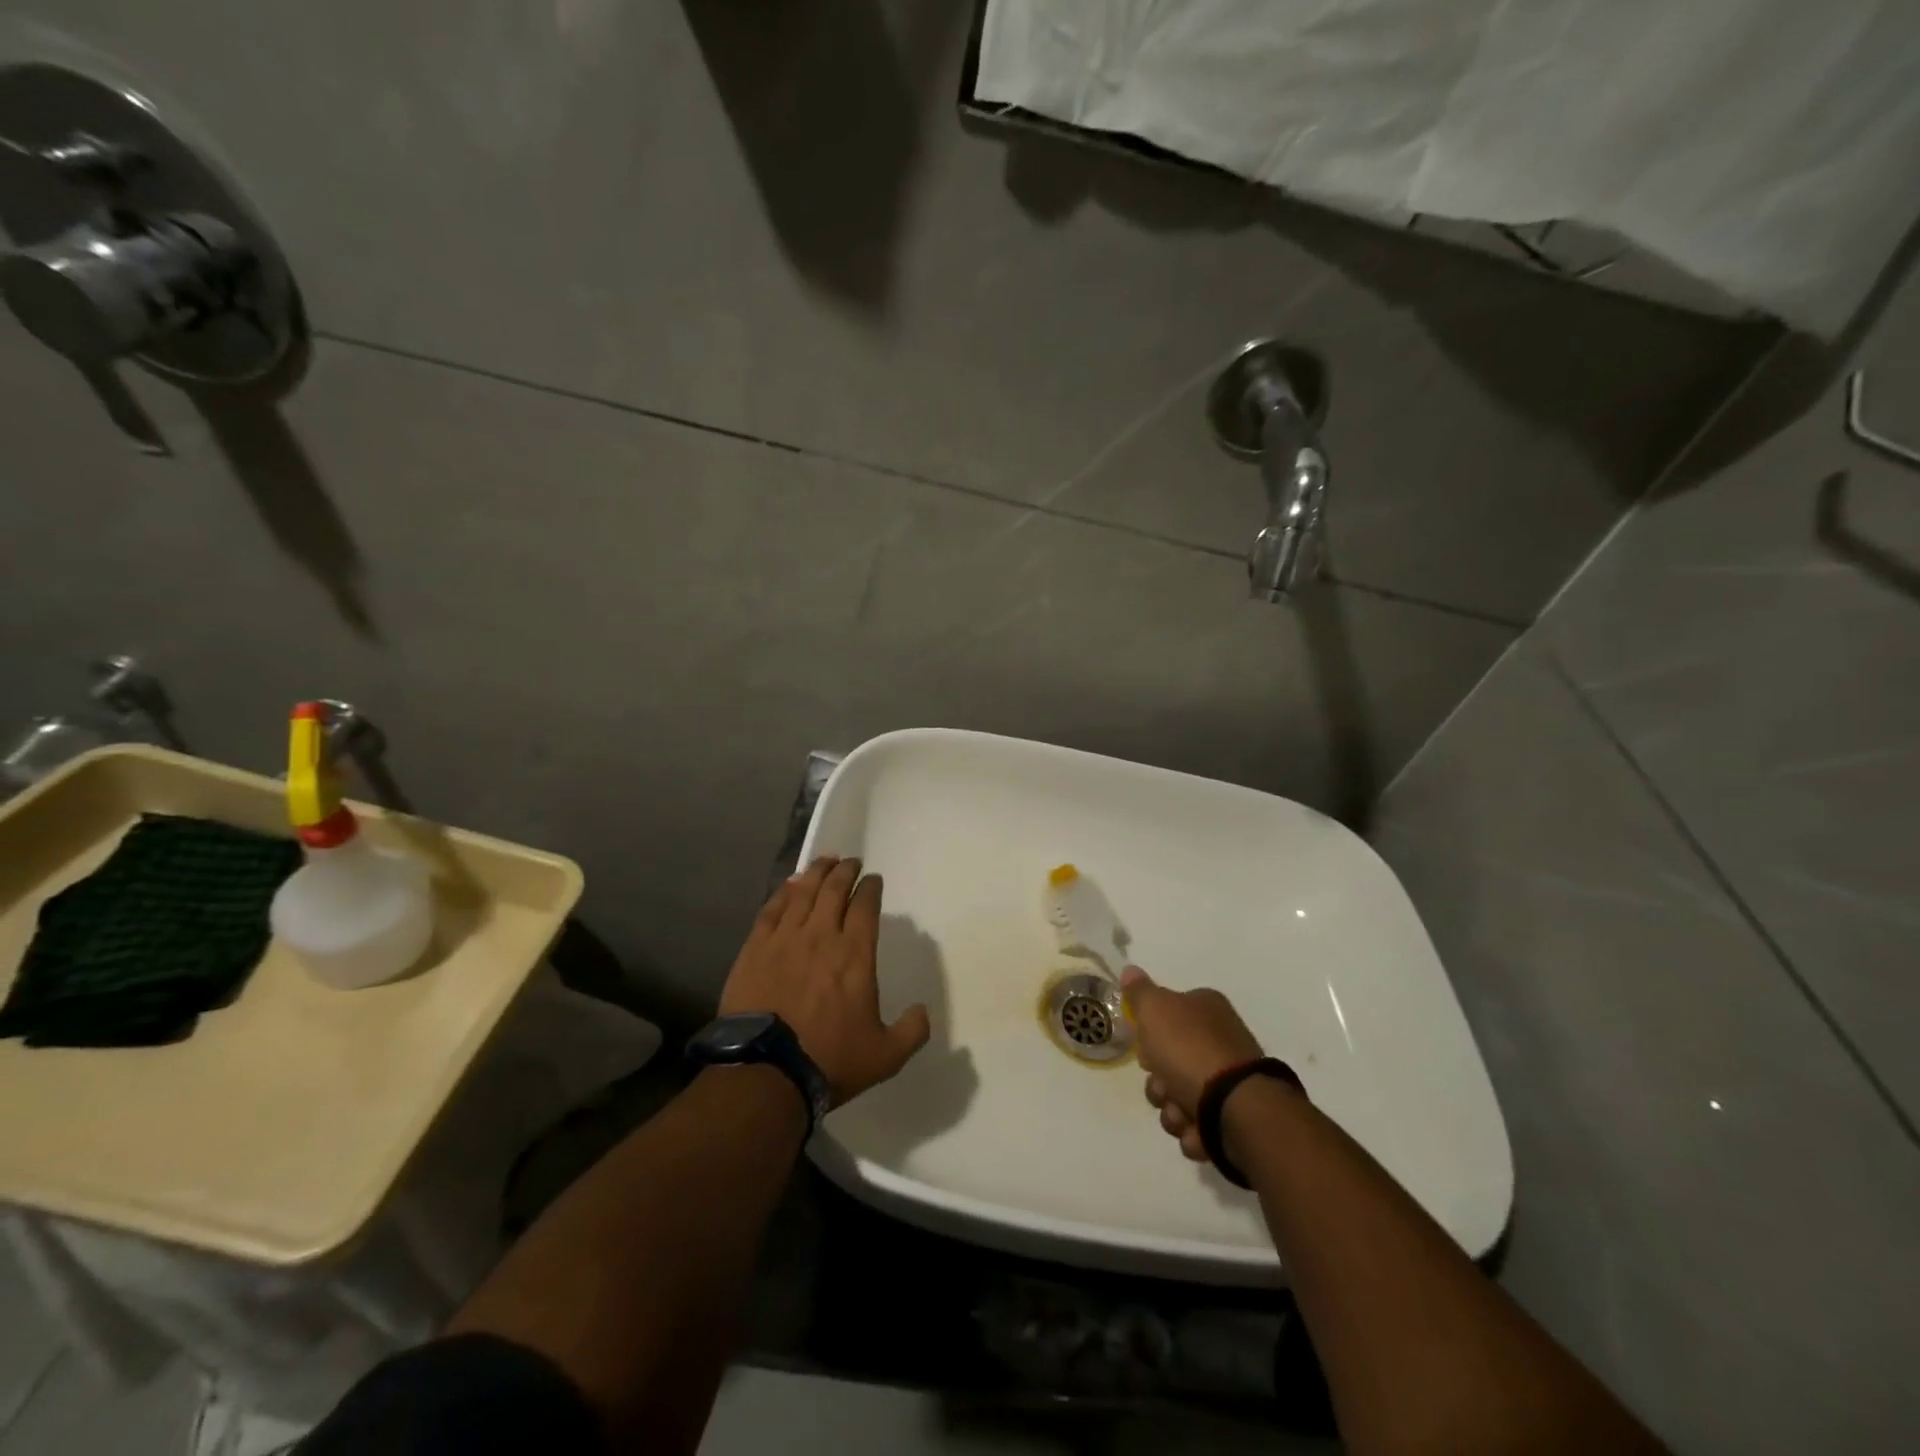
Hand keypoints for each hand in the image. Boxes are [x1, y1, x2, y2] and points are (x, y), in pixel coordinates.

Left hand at [719, 856, 930, 1107]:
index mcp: (855, 955)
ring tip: (825, 861)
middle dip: (846, 871)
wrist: (766, 1072)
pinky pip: (772, 909)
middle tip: (851, 862)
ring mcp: (785, 939)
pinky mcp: (755, 948)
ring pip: (803, 893)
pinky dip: (784, 892)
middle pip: (835, 890)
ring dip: (816, 872)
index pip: (866, 907)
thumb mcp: (885, 1056)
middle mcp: (822, 936)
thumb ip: (912, 1031)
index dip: (871, 888)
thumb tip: (923, 1011)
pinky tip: (790, 884)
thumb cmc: (829, 1060)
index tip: (874, 880)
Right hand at [1121, 966, 1264, 1162]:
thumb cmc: (1190, 1050)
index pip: (1169, 1015)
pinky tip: (1197, 1132)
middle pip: (1171, 1061)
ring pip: (1182, 1097)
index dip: (1150, 1034)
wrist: (1237, 1108)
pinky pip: (1202, 1126)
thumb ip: (1139, 992)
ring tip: (1182, 1116)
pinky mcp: (1237, 1118)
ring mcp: (1231, 1081)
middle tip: (1162, 1087)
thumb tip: (1130, 970)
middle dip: (1159, 1083)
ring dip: (1173, 1111)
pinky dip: (1194, 1132)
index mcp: (1206, 1009)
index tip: (1144, 1051)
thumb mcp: (1155, 1010)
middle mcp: (1221, 1040)